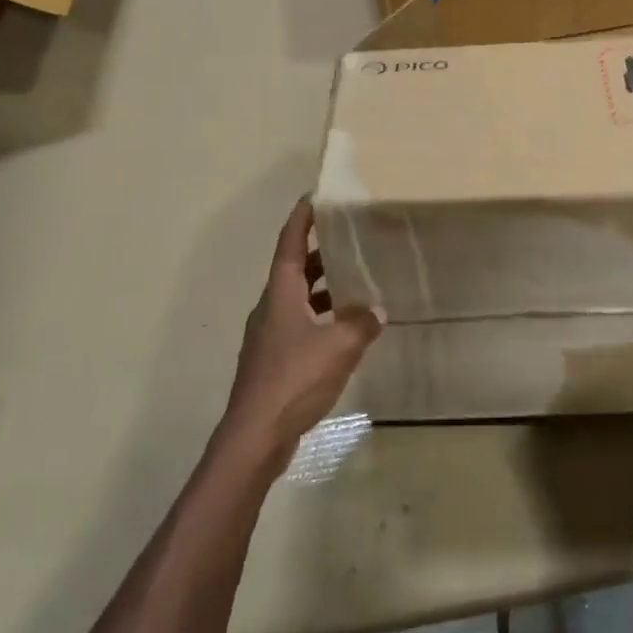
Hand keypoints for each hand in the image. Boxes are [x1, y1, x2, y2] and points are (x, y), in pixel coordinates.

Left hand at [222, 198, 382, 459]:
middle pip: (294, 269)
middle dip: (320, 252)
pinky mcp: (274, 361)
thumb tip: (377, 310)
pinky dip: (322, 318)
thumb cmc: (293, 379)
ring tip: (356, 283)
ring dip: (323, 288)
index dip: (301, 219)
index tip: (314, 196)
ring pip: (298, 299)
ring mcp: (269, 336)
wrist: (255, 436)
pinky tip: (345, 331)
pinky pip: (301, 325)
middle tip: (349, 239)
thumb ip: (361, 323)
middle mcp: (271, 308)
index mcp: (281, 294)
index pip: (289, 244)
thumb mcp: (339, 346)